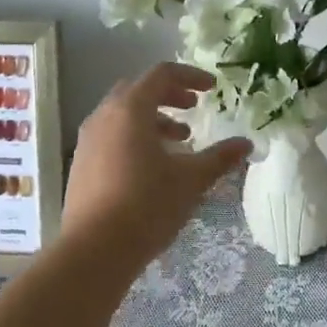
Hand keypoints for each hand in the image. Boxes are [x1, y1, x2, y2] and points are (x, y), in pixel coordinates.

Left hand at [63, 63, 252, 271]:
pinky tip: (152, 166)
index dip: (190, 76)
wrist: (94, 252)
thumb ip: (219, 157)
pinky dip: (134, 136)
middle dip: (168, 95)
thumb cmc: (147, 206)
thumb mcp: (191, 180)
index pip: (161, 74)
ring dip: (152, 118)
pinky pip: (111, 135)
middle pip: (138, 90)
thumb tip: (246, 143)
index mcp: (130, 109)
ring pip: (122, 114)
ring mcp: (87, 140)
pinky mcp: (80, 164)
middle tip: (192, 108)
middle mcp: (104, 116)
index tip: (212, 89)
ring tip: (178, 141)